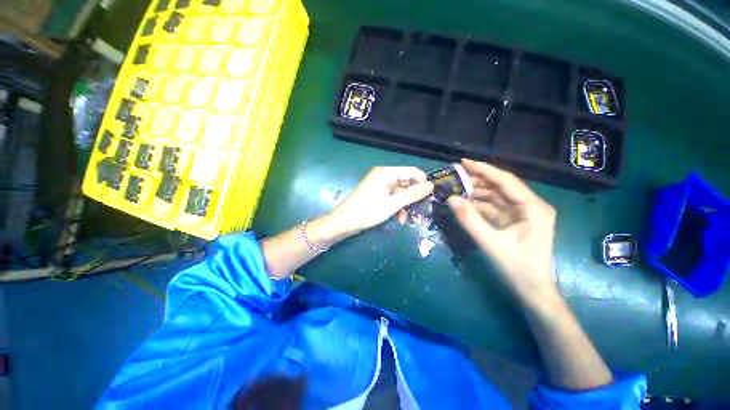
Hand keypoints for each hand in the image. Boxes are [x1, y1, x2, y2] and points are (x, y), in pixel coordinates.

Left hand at [328, 166, 433, 235]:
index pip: (412, 171)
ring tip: (414, 220)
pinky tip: (401, 219)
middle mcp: (383, 176)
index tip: (432, 196)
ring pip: (400, 193)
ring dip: (407, 205)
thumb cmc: (368, 211)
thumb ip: (413, 194)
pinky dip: (398, 207)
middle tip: (424, 210)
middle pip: (406, 182)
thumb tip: (432, 185)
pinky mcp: (377, 194)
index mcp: (386, 172)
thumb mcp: (393, 204)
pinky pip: (392, 198)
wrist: (345, 222)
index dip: (423, 182)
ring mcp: (380, 185)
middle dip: (415, 197)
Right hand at [447, 159, 556, 304]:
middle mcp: (530, 206)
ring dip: (477, 192)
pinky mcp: (514, 222)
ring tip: (456, 188)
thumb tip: (451, 198)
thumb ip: (470, 220)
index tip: (463, 161)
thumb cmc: (517, 269)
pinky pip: (494, 208)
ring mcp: (522, 214)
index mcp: (533, 208)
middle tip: (455, 177)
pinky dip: (479, 205)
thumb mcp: (490, 243)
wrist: (532, 292)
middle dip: (478, 180)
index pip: (506, 181)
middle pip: (501, 186)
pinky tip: (465, 203)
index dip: (483, 169)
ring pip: (496, 196)